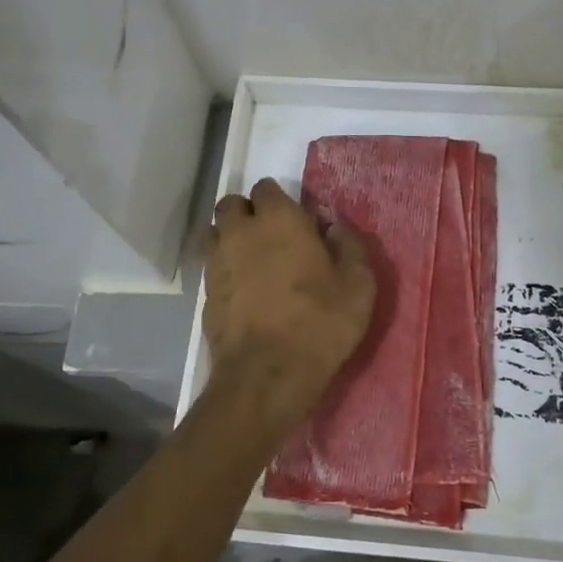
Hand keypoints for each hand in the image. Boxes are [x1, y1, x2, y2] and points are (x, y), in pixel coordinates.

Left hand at [204, 178, 376, 418]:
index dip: (281, 202)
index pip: (267, 188)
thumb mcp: (358, 284)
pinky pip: (212, 266)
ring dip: (232, 239)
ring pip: (217, 233)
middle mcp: (240, 231)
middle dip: (248, 213)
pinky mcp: (204, 292)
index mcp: (278, 219)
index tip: (298, 223)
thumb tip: (334, 226)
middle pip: (233, 205)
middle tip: (271, 238)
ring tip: (254, 263)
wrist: (267, 374)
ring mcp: (217, 261)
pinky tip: (244, 291)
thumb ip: (349, 246)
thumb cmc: (320, 323)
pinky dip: (225, 269)